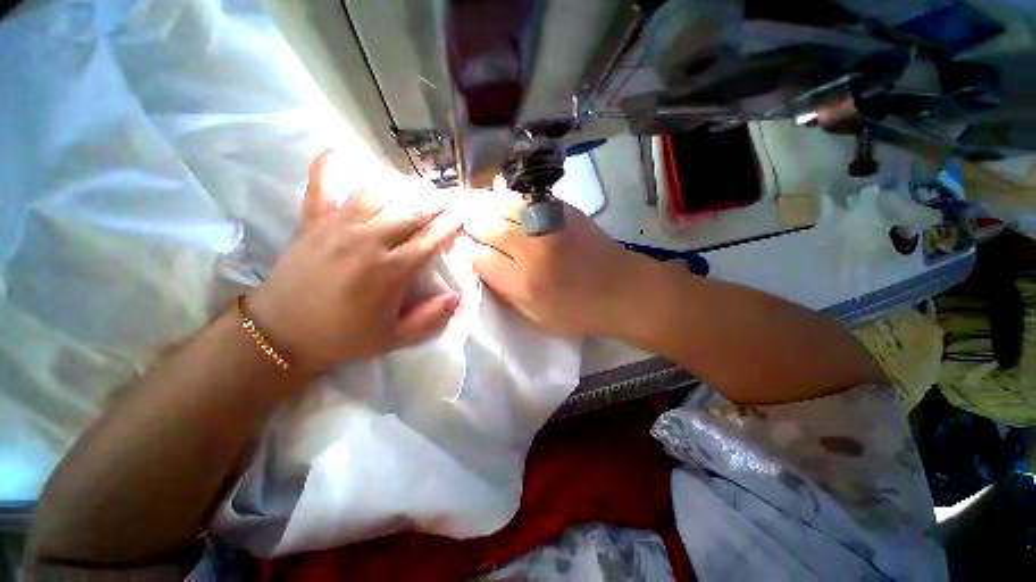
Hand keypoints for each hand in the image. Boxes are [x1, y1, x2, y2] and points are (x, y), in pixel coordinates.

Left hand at [247, 151, 463, 374]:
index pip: (431, 238)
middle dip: (436, 203)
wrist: (281, 334)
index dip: (451, 224)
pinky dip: (332, 163)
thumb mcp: (395, 338)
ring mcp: (338, 226)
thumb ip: (431, 318)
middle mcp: (369, 241)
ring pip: (378, 191)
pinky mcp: (313, 220)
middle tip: (447, 202)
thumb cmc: (344, 337)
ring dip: (402, 186)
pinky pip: (322, 181)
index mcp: (392, 271)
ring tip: (414, 189)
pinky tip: (345, 154)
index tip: (462, 216)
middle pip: (412, 210)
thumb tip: (459, 296)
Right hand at [464, 193, 649, 337]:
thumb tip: (482, 263)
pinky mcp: (564, 210)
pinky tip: (500, 195)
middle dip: (470, 222)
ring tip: (477, 206)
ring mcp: (549, 224)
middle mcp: (532, 249)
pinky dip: (508, 195)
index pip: (480, 257)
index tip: (472, 251)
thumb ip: (505, 290)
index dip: (471, 252)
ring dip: (484, 203)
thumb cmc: (579, 311)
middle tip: (466, 222)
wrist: (624, 289)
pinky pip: (526, 196)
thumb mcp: (536, 316)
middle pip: (486, 224)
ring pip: (502, 203)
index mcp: (524, 282)